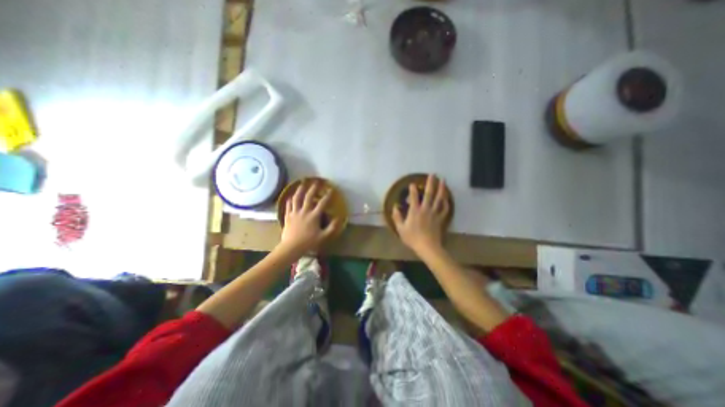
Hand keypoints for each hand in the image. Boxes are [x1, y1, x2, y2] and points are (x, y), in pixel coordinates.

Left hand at [278, 182, 338, 254]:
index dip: (327, 196)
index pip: (322, 203)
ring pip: (296, 198)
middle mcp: (304, 211)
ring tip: (302, 183)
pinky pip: (288, 205)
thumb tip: (338, 218)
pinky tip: (291, 196)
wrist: (291, 247)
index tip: (331, 190)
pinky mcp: (287, 216)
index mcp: (314, 216)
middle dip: (313, 188)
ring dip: (300, 190)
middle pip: (308, 197)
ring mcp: (295, 213)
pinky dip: (290, 199)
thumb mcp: (323, 236)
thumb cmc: (308, 242)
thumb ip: (332, 228)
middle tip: (315, 182)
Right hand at [391, 173, 448, 253]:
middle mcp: (425, 209)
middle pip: (429, 194)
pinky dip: (446, 203)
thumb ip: (397, 217)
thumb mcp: (400, 228)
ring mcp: (434, 213)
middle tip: (433, 174)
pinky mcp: (440, 219)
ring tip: (443, 181)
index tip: (412, 183)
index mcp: (415, 211)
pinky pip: (444, 209)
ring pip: (439, 199)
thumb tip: (395, 206)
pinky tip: (446, 198)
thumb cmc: (412, 238)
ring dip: (441, 189)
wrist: (427, 247)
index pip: (414, 197)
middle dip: (431, 183)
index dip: (413, 189)